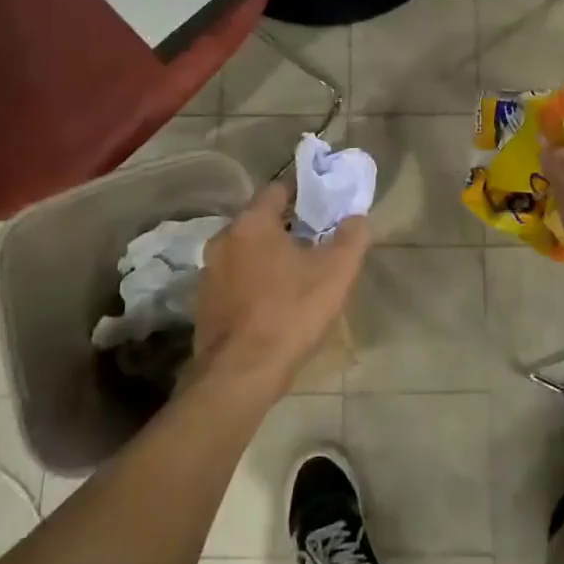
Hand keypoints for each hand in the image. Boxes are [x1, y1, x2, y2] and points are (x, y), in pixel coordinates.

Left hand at [192, 182, 370, 392]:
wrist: (241, 375)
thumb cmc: (290, 313)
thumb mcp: (336, 272)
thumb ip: (352, 237)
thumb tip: (357, 217)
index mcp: (251, 223)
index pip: (277, 189)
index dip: (303, 192)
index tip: (324, 203)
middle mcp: (223, 240)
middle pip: (260, 221)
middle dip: (288, 226)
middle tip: (317, 239)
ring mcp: (209, 273)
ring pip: (247, 251)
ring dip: (270, 255)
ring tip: (299, 272)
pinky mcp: (205, 304)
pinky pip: (236, 280)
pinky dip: (255, 281)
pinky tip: (275, 302)